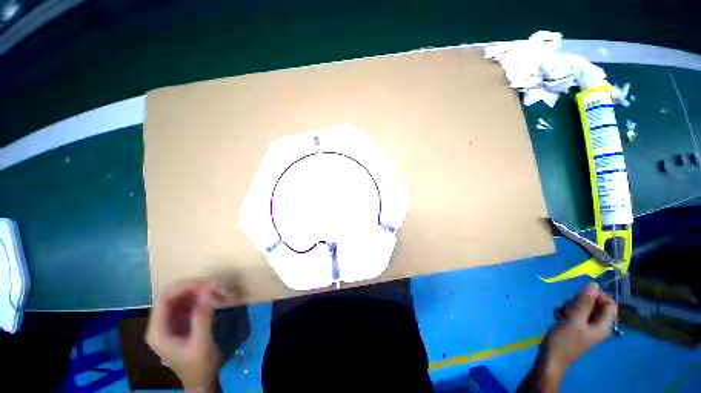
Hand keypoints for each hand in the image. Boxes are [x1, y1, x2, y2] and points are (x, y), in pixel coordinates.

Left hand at [146, 279, 234, 391]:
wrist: (202, 380)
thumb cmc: (198, 365)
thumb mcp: (201, 343)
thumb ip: (202, 318)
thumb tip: (207, 292)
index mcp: (158, 330)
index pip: (165, 299)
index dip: (184, 287)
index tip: (208, 284)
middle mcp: (161, 323)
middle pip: (174, 295)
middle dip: (195, 287)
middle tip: (217, 287)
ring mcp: (171, 321)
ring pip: (183, 296)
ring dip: (201, 290)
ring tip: (220, 292)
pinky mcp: (182, 321)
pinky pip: (191, 302)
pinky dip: (204, 297)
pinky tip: (216, 299)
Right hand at [544, 282, 617, 368]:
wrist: (551, 358)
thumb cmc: (564, 340)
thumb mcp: (573, 319)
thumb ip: (584, 302)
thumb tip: (594, 284)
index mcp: (603, 325)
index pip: (610, 304)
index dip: (597, 296)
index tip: (580, 296)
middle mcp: (598, 325)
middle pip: (595, 304)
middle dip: (579, 301)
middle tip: (567, 307)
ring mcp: (586, 327)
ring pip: (582, 308)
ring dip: (570, 306)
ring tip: (560, 313)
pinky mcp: (575, 327)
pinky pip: (574, 313)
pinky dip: (565, 311)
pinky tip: (557, 315)